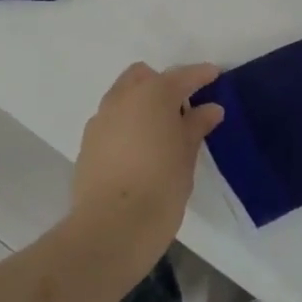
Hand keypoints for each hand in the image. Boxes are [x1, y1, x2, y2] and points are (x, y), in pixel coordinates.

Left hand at [69, 62, 224, 274]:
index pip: (181, 76)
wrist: (111, 227)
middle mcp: (122, 98)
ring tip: (159, 131)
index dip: (200, 75)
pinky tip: (138, 149)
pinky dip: (126, 124)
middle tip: (181, 108)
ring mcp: (101, 118)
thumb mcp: (187, 155)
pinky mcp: (87, 142)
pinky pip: (111, 120)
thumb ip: (196, 126)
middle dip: (162, 84)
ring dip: (141, 103)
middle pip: (143, 76)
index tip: (214, 74)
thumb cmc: (161, 186)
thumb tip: (209, 109)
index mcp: (153, 94)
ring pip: (123, 96)